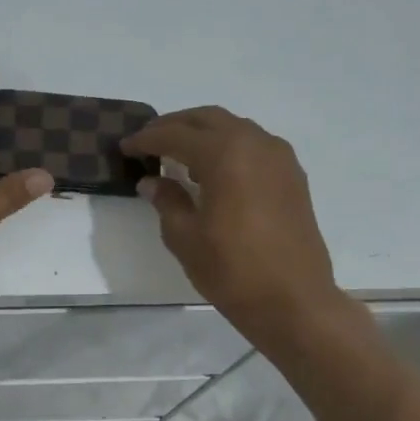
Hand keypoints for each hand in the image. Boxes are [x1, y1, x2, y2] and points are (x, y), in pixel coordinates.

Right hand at [122, 106, 345, 342]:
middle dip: (175, 126)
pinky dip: (229, 148)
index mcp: (225, 155)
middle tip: (149, 141)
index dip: (147, 139)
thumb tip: (151, 181)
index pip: (176, 135)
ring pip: (234, 128)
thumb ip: (167, 201)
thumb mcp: (186, 238)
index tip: (126, 147)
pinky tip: (215, 172)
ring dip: (204, 134)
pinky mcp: (292, 176)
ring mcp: (279, 158)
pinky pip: (254, 146)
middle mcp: (255, 144)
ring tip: (179, 156)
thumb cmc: (232, 271)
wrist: (293, 301)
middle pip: (208, 119)